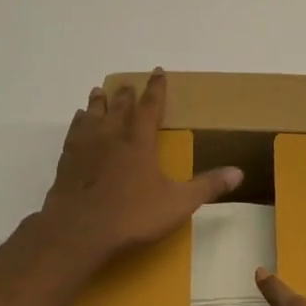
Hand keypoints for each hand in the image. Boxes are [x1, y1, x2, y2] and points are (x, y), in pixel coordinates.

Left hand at [35, 70, 241, 276]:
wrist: (77, 233)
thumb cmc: (132, 216)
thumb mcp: (178, 204)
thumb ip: (207, 186)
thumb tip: (239, 172)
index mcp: (139, 141)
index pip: (150, 106)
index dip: (156, 88)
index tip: (157, 72)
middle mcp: (112, 136)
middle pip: (119, 107)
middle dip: (127, 94)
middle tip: (129, 83)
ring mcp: (85, 148)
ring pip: (93, 115)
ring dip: (99, 102)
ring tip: (100, 91)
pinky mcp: (66, 162)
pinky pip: (74, 133)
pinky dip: (78, 122)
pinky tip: (78, 120)